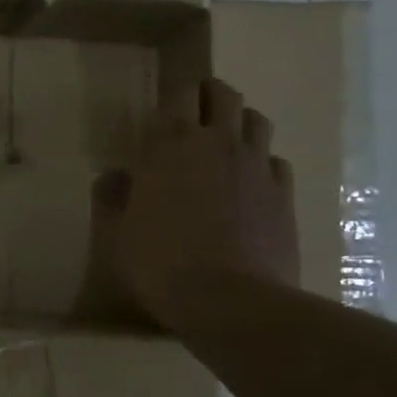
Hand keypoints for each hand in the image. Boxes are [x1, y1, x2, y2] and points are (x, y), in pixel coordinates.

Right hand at [94, 78, 300, 321]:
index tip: (163, 110)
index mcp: (170, 145)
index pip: (177, 94)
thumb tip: (113, 177)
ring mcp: (256, 166)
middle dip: (209, 95)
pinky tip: (252, 183)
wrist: (231, 302)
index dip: (173, 95)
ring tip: (226, 142)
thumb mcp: (119, 235)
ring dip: (240, 122)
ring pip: (256, 120)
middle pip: (223, 94)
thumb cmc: (161, 264)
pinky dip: (263, 162)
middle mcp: (217, 143)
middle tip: (195, 113)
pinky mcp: (283, 194)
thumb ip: (114, 199)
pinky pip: (276, 161)